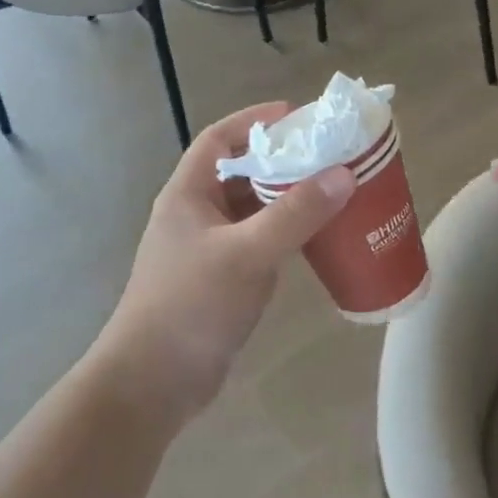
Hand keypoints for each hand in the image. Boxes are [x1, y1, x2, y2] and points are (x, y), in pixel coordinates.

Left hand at [99, 103, 355, 426]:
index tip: (299, 116)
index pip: (220, 138)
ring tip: (333, 190)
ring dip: (288, 198)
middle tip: (330, 154)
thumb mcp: (247, 252)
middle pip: (242, 172)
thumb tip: (343, 174)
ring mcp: (209, 249)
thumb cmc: (192, 305)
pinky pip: (261, 242)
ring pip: (254, 210)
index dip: (255, 120)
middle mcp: (197, 215)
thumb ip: (295, 213)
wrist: (154, 382)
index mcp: (189, 194)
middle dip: (283, 160)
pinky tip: (318, 238)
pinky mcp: (224, 279)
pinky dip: (288, 234)